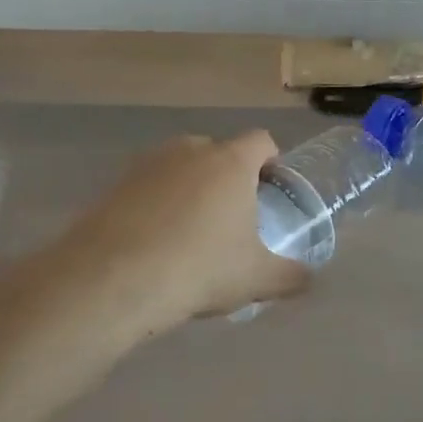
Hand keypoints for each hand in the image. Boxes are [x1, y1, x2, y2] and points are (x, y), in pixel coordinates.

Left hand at [50, 131, 308, 323]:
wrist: (112, 280)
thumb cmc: (199, 268)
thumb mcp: (255, 278)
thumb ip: (290, 276)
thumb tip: (310, 280)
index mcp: (231, 162)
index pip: (261, 141)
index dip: (271, 161)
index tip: (271, 190)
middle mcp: (190, 150)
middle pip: (219, 152)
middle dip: (228, 177)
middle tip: (231, 217)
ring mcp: (148, 164)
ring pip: (180, 168)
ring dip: (190, 189)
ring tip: (190, 233)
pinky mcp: (115, 184)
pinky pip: (148, 187)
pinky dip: (156, 205)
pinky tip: (154, 243)